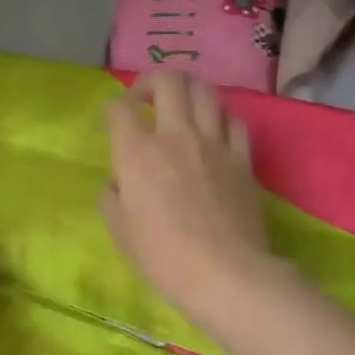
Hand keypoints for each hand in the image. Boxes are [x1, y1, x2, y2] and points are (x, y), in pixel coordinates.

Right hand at [103, 72, 275, 329]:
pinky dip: (220, 116)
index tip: (110, 121)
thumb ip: (111, 196)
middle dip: (151, 81)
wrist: (223, 274)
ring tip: (181, 105)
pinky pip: (234, 121)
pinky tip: (214, 129)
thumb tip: (117, 183)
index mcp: (137, 153)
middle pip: (168, 81)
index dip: (111, 109)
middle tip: (144, 98)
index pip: (119, 109)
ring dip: (188, 91)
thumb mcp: (119, 230)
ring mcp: (214, 144)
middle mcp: (176, 136)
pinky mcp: (243, 159)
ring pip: (205, 92)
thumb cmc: (161, 256)